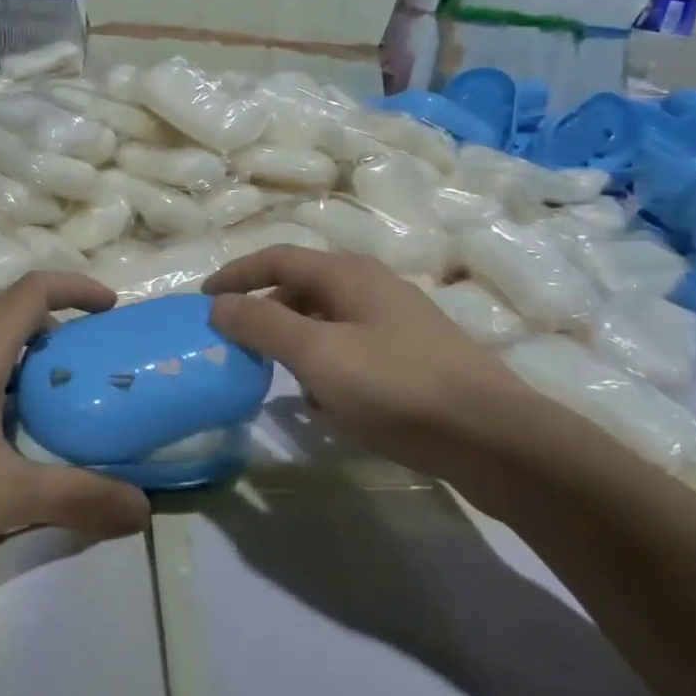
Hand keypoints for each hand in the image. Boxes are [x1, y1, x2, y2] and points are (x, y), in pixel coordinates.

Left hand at [0, 272, 151, 578]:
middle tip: (94, 368)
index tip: (112, 310)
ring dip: (26, 362)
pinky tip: (2, 439)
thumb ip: (78, 498)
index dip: (78, 289)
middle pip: (11, 315)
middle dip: (59, 331)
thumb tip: (144, 512)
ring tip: (58, 404)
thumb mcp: (6, 496)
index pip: (33, 290)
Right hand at [203, 247, 546, 506]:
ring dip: (294, 341)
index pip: (277, 258)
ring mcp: (397, 322)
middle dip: (263, 310)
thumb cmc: (397, 387)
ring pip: (327, 321)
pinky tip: (322, 403)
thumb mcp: (318, 355)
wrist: (493, 438)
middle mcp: (373, 287)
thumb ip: (263, 325)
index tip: (202, 298)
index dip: (236, 274)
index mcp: (348, 274)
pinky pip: (351, 350)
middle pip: (302, 287)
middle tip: (233, 340)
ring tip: (272, 375)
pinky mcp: (412, 357)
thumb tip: (218, 303)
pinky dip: (325, 366)